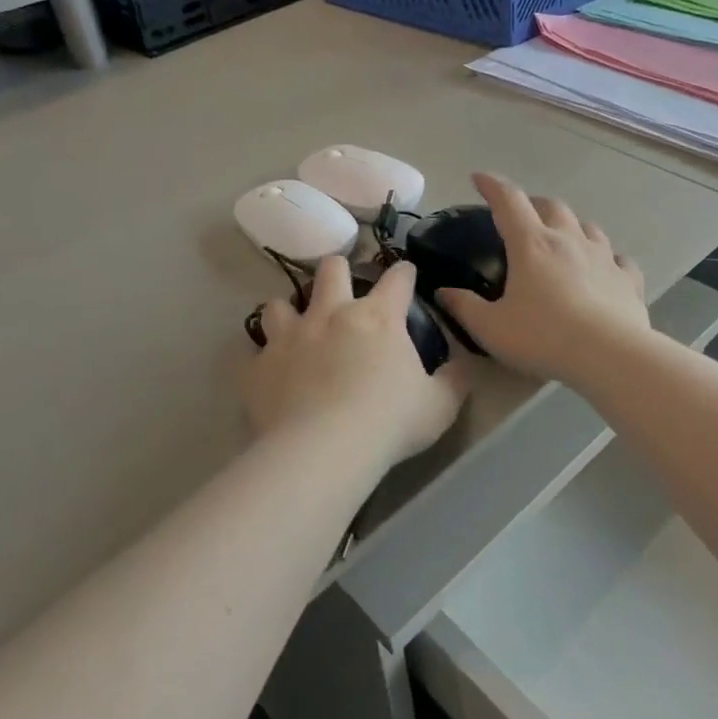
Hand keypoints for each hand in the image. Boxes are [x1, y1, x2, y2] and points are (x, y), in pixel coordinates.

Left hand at [244, 257, 466, 468]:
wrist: (323, 450)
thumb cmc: (389, 422)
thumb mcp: (439, 406)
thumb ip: (454, 381)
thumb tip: (463, 366)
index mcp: (378, 317)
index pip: (398, 278)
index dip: (404, 273)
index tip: (406, 276)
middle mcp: (331, 314)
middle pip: (332, 269)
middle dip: (339, 272)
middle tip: (343, 293)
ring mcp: (290, 336)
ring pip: (279, 303)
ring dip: (289, 313)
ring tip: (297, 331)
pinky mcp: (259, 365)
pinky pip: (254, 352)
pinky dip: (265, 359)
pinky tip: (272, 374)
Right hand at [436, 174, 646, 385]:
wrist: (609, 356)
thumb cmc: (543, 338)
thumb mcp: (491, 328)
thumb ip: (464, 307)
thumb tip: (443, 292)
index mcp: (532, 245)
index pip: (509, 201)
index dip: (492, 186)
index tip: (479, 179)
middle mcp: (569, 240)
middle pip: (552, 206)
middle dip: (533, 204)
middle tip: (521, 215)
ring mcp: (604, 257)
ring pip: (587, 227)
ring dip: (571, 226)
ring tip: (562, 238)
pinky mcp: (628, 280)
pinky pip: (618, 260)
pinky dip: (607, 258)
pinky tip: (605, 269)